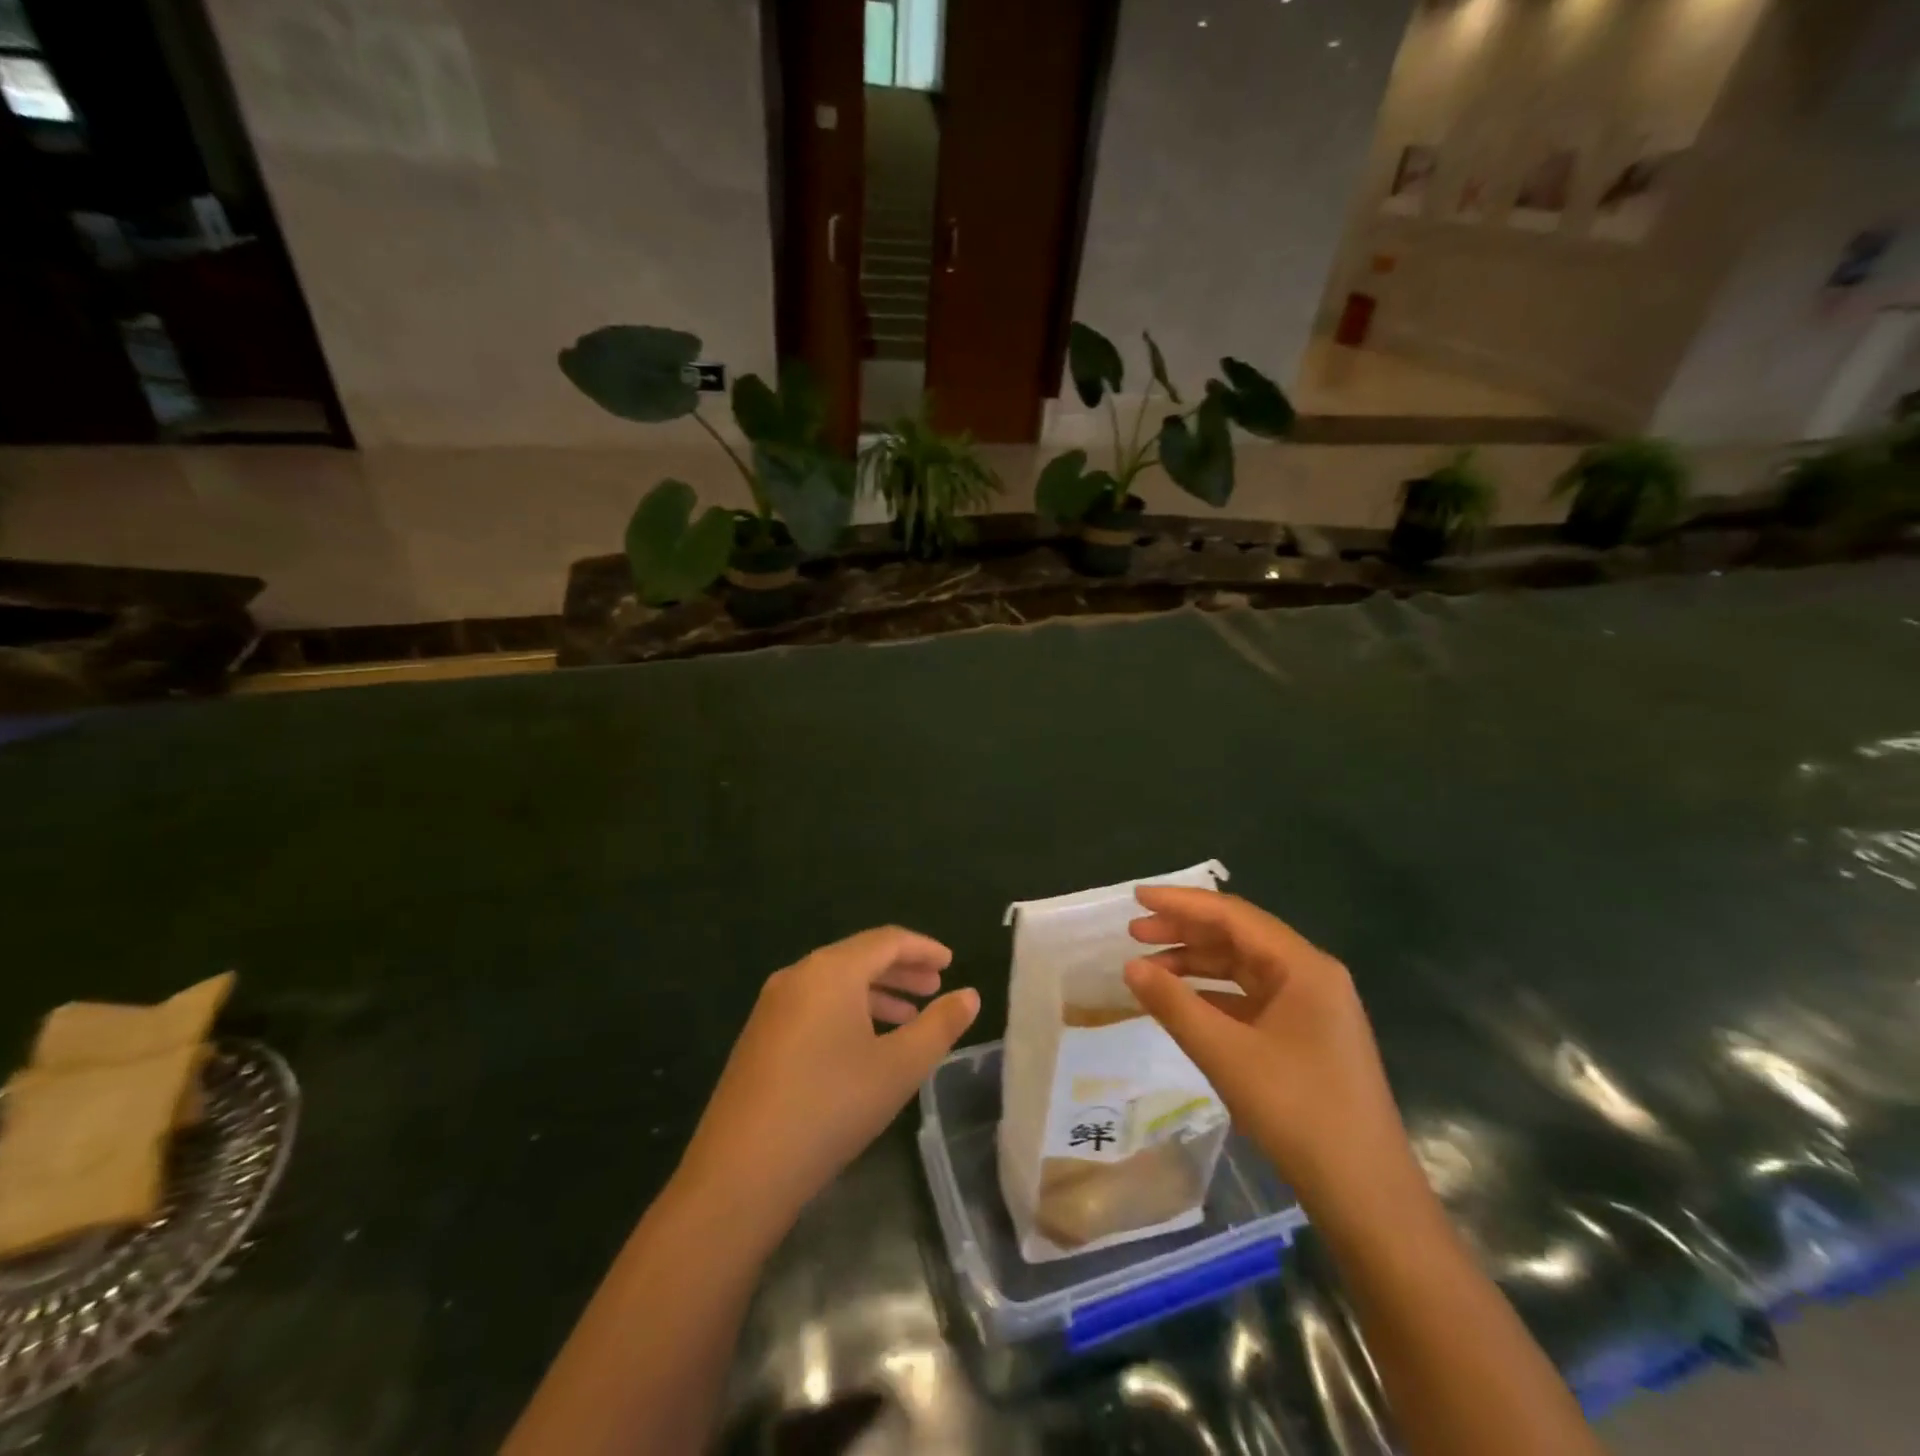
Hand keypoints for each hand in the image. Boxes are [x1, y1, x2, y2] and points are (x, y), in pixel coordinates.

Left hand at [675, 927, 978, 1226]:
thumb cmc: (831, 1106)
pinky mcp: (760, 1036)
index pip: (887, 940)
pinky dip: (848, 1012)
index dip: (923, 948)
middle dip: (901, 970)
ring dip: (876, 994)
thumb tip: (969, 995)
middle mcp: (798, 975)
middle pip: (859, 958)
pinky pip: (815, 1006)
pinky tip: (865, 1045)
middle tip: (935, 989)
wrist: (741, 1171)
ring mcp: (773, 1006)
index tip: (950, 963)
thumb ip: (940, 1026)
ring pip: (836, 984)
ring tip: (908, 1019)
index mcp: (831, 970)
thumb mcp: (899, 1067)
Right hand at [1124, 888, 1418, 1219]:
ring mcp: (1311, 1007)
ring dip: (1197, 963)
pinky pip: (1251, 998)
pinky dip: (1214, 994)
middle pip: (1239, 937)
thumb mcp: (1227, 1055)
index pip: (1233, 916)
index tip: (1136, 897)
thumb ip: (1175, 1004)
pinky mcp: (1305, 1036)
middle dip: (1185, 931)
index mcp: (1303, 967)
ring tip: (1149, 967)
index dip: (1181, 903)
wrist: (1366, 1195)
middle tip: (1134, 932)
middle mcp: (1311, 976)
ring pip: (1244, 968)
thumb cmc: (1298, 1112)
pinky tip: (1183, 1002)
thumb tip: (1130, 966)